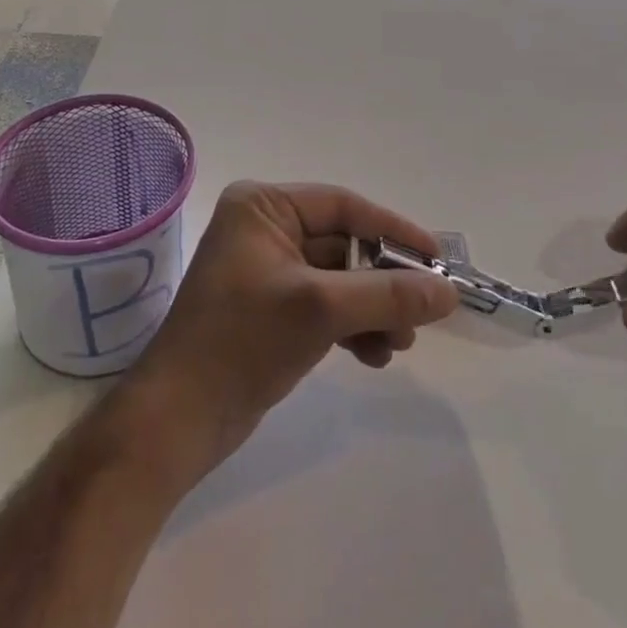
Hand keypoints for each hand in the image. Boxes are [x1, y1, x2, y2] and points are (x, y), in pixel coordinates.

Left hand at [119, 182, 458, 482]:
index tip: (437, 260)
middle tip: (422, 315)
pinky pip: (325, 306)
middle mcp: (263, 229)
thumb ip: (388, 295)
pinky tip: (374, 356)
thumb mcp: (321, 310)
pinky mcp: (270, 311)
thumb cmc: (242, 342)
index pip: (343, 206)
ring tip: (399, 346)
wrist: (177, 422)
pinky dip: (352, 327)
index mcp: (262, 206)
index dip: (393, 230)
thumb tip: (449, 292)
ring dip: (373, 309)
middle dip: (383, 282)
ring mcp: (266, 272)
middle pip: (344, 245)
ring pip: (339, 280)